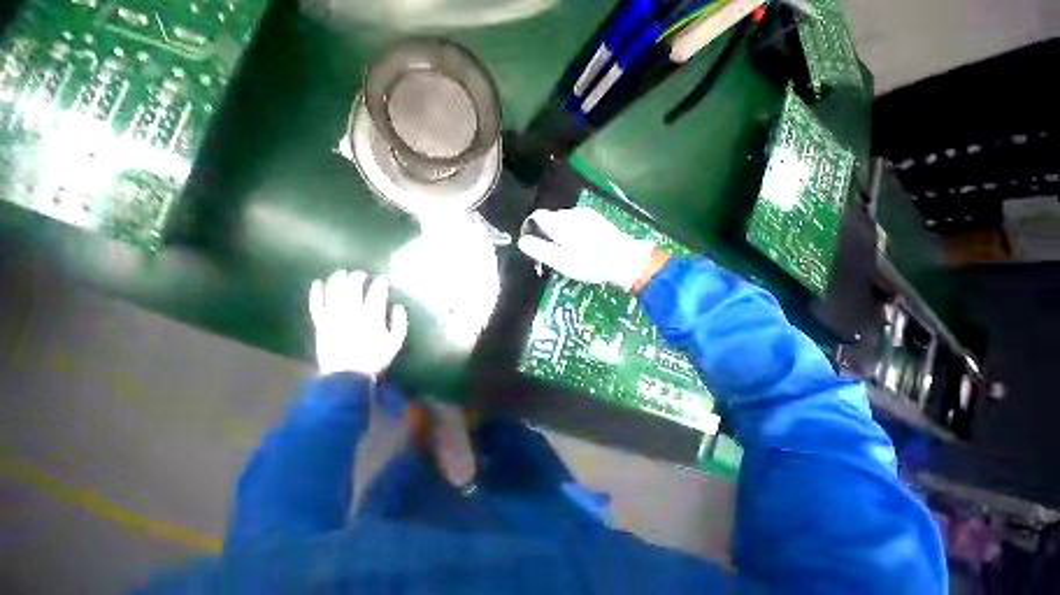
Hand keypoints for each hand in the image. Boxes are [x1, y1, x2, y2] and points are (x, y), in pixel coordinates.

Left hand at [309, 270, 408, 376]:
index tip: (382, 279)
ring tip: (342, 273)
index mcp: (372, 316)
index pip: (376, 293)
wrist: (346, 376)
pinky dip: (316, 293)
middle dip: (358, 277)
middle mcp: (352, 312)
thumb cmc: (375, 358)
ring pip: (334, 292)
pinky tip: (317, 283)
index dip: (379, 283)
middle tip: (361, 274)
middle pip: (353, 288)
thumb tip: (398, 306)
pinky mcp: (321, 324)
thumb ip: (399, 323)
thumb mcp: (396, 342)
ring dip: (338, 279)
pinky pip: (316, 305)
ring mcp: (334, 317)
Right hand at [517, 207, 655, 290]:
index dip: (529, 229)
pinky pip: (576, 223)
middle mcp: (571, 212)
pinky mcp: (596, 219)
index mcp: (560, 222)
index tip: (531, 245)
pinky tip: (579, 247)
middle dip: (545, 235)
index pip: (536, 216)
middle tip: (549, 256)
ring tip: (565, 254)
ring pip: (563, 221)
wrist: (624, 260)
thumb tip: (522, 241)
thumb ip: (539, 249)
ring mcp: (585, 214)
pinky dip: (571, 233)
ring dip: (558, 235)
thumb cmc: (589, 263)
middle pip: (550, 219)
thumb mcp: (560, 261)